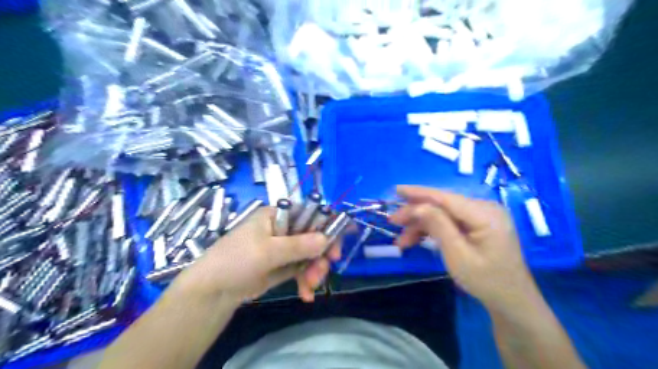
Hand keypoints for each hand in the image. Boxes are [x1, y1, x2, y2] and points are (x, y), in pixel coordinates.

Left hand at [171, 205, 340, 304]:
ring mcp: (283, 248)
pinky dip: (306, 281)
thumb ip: (298, 245)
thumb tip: (326, 239)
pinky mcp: (282, 265)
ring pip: (310, 255)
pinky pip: (302, 269)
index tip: (336, 244)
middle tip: (324, 269)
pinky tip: (306, 294)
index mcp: (277, 215)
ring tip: (310, 287)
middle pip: (313, 236)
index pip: (309, 213)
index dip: (326, 226)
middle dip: (320, 255)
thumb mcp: (267, 251)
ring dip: (314, 271)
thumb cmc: (236, 260)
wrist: (212, 292)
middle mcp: (283, 228)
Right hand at [390, 186, 538, 308]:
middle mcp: (484, 208)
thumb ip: (438, 226)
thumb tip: (417, 205)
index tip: (396, 190)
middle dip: (416, 213)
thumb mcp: (458, 255)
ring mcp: (481, 216)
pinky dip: (432, 230)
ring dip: (421, 225)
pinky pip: (450, 221)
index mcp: (485, 214)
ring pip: (442, 214)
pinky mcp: (477, 224)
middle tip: (393, 222)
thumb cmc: (486, 281)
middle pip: (442, 205)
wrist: (511, 301)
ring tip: (402, 241)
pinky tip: (416, 239)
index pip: (445, 197)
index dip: (419, 193)